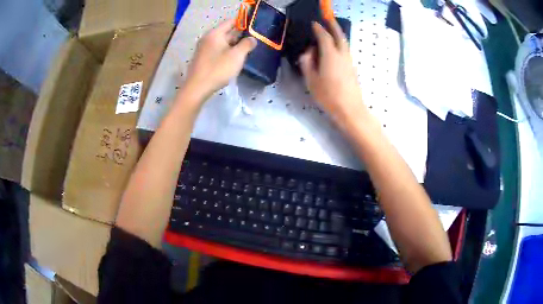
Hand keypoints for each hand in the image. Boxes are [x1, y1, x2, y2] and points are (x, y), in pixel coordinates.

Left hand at [182, 19, 256, 101]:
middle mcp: (207, 38)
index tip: (254, 27)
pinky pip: (217, 50)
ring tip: (246, 50)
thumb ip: (246, 44)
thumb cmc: (217, 69)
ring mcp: (203, 49)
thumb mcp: (237, 56)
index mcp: (215, 34)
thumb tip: (252, 38)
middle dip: (240, 35)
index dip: (243, 22)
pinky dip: (226, 51)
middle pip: (226, 32)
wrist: (197, 88)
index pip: (230, 21)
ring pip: (222, 42)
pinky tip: (233, 59)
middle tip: (253, 40)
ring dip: (234, 45)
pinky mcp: (202, 59)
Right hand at [299, 19, 364, 124]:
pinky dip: (340, 44)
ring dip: (338, 34)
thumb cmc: (328, 95)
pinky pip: (345, 51)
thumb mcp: (311, 80)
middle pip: (339, 35)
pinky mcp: (352, 68)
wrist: (350, 108)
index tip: (314, 23)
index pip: (324, 36)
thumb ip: (307, 63)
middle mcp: (342, 54)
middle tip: (329, 19)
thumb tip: (308, 53)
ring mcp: (349, 61)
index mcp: (330, 55)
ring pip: (344, 43)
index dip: (318, 28)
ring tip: (332, 31)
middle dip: (334, 25)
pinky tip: (335, 49)